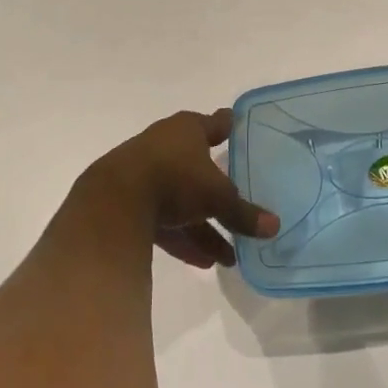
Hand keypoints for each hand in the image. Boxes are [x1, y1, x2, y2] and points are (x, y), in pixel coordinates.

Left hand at [80, 109, 278, 269]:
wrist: (113, 202)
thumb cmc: (174, 179)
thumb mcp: (217, 197)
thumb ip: (244, 213)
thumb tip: (275, 227)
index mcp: (187, 129)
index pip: (215, 124)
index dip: (228, 127)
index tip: (238, 127)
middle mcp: (165, 145)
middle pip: (198, 169)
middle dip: (220, 193)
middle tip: (242, 208)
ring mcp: (144, 174)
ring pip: (182, 201)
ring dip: (204, 228)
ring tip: (229, 257)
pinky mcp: (129, 203)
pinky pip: (164, 222)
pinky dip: (182, 239)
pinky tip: (202, 263)